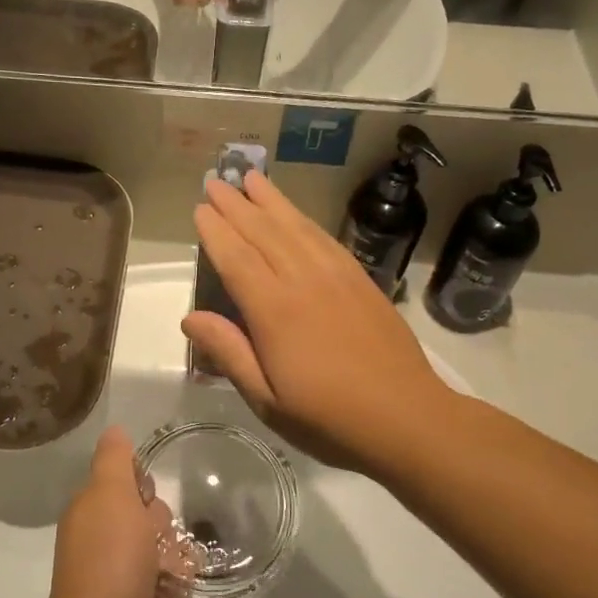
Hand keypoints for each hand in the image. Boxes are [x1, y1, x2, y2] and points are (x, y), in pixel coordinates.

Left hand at [46, 427, 188, 597]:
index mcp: (93, 512)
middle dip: (160, 523)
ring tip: (165, 569)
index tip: (143, 495)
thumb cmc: (110, 553)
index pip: (126, 482)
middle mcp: (106, 539)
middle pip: (151, 513)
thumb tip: (114, 430)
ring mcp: (126, 572)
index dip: (140, 485)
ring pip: (167, 545)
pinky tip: (172, 588)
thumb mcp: (110, 493)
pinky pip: (175, 577)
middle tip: (152, 538)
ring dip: (172, 554)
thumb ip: (114, 460)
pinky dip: (176, 582)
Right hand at [181, 171, 457, 477]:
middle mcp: (303, 281)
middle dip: (237, 205)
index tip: (201, 208)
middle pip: (263, 233)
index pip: (236, 259)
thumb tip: (189, 317)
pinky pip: (324, 238)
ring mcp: (336, 276)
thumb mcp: (267, 400)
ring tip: (251, 178)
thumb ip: (229, 353)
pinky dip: (304, 219)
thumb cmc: (329, 418)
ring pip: (296, 227)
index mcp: (275, 311)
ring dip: (270, 201)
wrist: (407, 417)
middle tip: (216, 181)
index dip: (216, 231)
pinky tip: (294, 214)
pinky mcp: (360, 280)